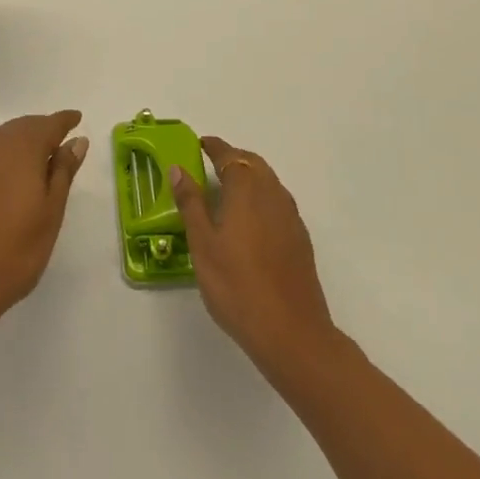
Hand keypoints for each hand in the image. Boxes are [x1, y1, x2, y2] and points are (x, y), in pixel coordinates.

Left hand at [0, 111, 88, 335]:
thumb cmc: (13, 252)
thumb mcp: (50, 213)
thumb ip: (63, 172)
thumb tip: (76, 141)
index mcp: (21, 148)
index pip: (49, 124)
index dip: (65, 121)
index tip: (77, 119)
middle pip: (24, 127)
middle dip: (43, 130)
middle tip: (61, 142)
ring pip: (3, 139)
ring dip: (22, 142)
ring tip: (38, 160)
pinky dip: (3, 157)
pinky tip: (7, 178)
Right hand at [171, 136, 335, 378]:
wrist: (293, 334)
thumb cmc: (238, 286)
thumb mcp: (203, 244)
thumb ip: (191, 203)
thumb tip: (179, 169)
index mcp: (246, 188)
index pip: (229, 155)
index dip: (214, 147)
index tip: (200, 144)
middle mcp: (272, 192)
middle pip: (252, 163)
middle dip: (233, 158)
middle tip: (211, 165)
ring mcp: (290, 215)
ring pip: (268, 181)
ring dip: (249, 176)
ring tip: (228, 191)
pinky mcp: (300, 238)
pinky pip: (278, 202)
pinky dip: (262, 198)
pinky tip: (251, 222)